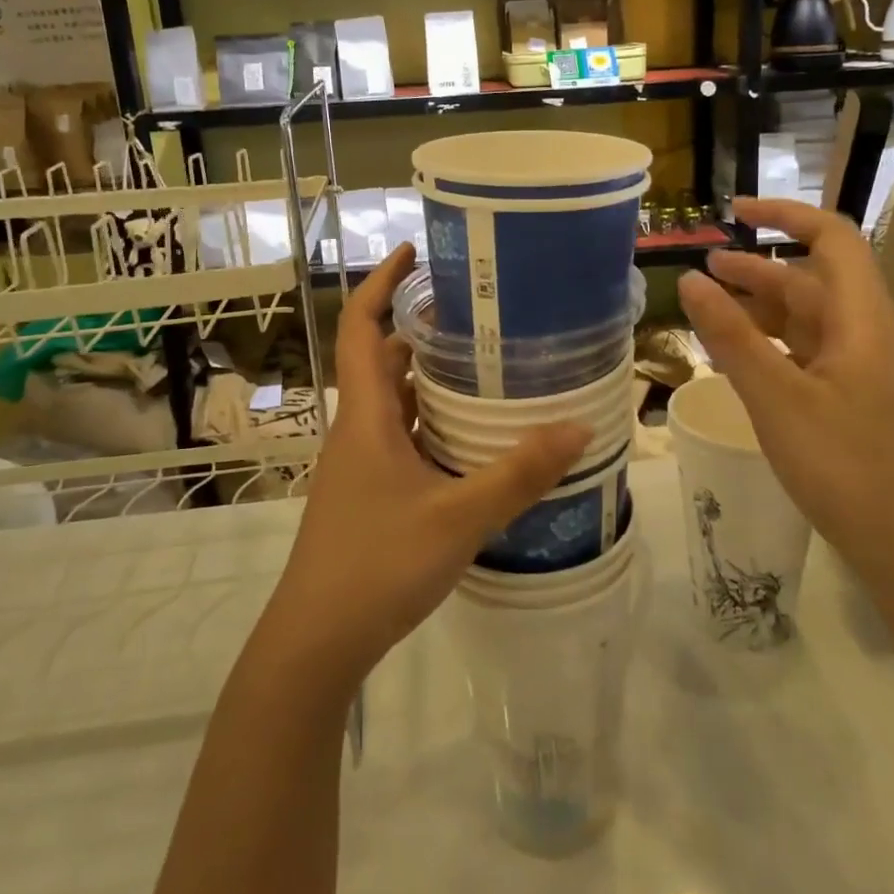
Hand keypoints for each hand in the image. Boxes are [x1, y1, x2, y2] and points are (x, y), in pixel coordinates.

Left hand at [260, 244, 591, 692]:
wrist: (315, 642)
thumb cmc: (376, 566)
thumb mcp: (457, 518)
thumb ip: (518, 474)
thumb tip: (578, 427)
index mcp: (366, 416)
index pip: (360, 326)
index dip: (381, 282)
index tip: (413, 250)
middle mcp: (359, 428)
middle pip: (383, 359)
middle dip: (421, 329)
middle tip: (477, 314)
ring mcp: (361, 463)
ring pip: (395, 401)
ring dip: (429, 379)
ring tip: (485, 365)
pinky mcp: (370, 492)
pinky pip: (402, 437)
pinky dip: (432, 423)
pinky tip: (473, 438)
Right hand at [676, 198, 893, 590]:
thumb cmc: (848, 468)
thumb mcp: (777, 399)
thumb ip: (731, 338)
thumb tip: (690, 279)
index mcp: (862, 320)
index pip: (832, 239)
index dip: (785, 214)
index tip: (734, 212)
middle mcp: (868, 336)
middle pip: (813, 281)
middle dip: (758, 268)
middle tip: (704, 269)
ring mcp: (864, 372)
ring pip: (809, 321)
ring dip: (761, 308)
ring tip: (711, 310)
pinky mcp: (857, 403)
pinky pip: (809, 355)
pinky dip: (772, 346)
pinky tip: (740, 360)